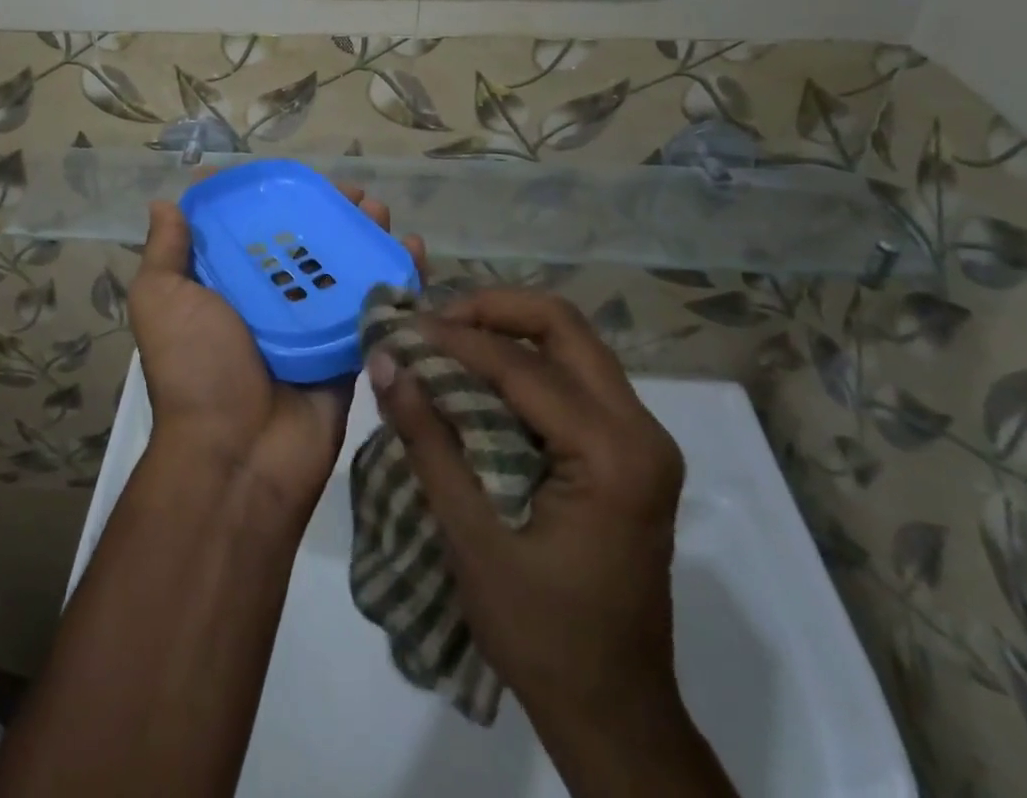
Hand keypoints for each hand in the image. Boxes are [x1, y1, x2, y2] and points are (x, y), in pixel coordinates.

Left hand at [131, 187, 424, 519]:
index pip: (258, 231)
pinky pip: (375, 309)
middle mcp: (271, 303)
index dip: (280, 201)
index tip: (303, 179)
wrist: (237, 455)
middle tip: (357, 195)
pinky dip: (396, 279)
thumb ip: (165, 252)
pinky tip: (414, 249)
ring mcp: (312, 328)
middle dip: (333, 216)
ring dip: (366, 237)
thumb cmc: (196, 368)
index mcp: (228, 287)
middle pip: (308, 246)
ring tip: (381, 212)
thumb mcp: (162, 300)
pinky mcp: (348, 351)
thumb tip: (165, 202)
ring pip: (344, 271)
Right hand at [367, 291, 711, 785]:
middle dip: (491, 311)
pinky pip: (574, 377)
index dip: (455, 340)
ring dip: (507, 331)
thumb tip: (385, 361)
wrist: (615, 715)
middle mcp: (640, 430)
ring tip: (446, 341)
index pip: (523, 365)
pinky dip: (523, 362)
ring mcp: (641, 438)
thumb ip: (428, 441)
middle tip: (432, 323)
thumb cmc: (543, 636)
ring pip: (570, 344)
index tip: (401, 329)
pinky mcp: (629, 451)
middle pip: (563, 326)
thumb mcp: (471, 538)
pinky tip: (478, 376)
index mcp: (613, 454)